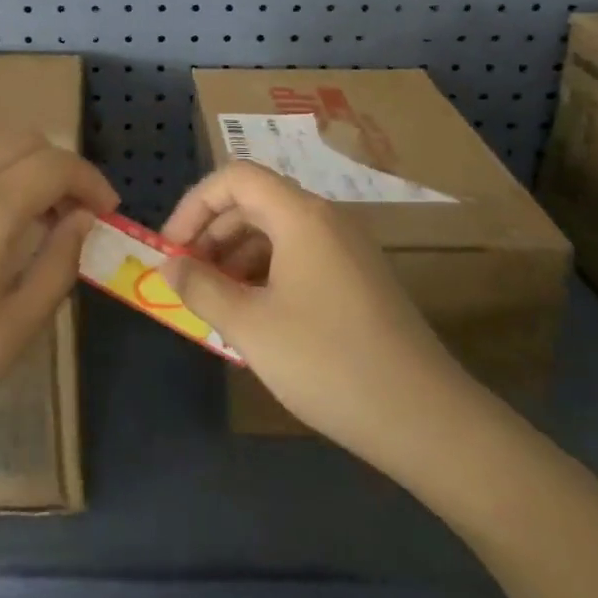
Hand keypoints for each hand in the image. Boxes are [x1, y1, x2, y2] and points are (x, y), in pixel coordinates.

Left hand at [0, 133, 116, 483]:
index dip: (91, 182)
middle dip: (57, 166)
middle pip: (21, 140)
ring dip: (17, 164)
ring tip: (27, 214)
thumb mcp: (14, 329)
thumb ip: (59, 263)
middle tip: (70, 214)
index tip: (106, 212)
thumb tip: (82, 220)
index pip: (56, 165)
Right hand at [159, 162, 482, 474]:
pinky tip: (253, 315)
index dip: (194, 205)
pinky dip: (266, 273)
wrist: (426, 420)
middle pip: (254, 202)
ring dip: (236, 256)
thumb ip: (201, 288)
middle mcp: (325, 220)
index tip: (171, 248)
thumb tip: (170, 265)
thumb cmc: (328, 362)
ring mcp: (347, 249)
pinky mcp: (358, 279)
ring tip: (214, 300)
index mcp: (300, 216)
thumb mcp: (250, 327)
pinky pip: (299, 257)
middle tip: (186, 276)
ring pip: (276, 232)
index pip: (235, 178)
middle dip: (211, 233)